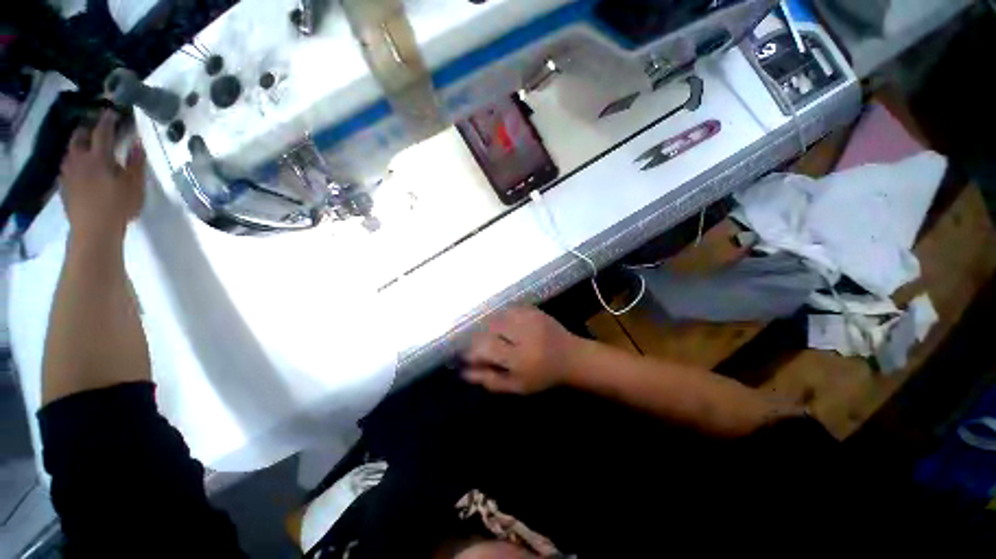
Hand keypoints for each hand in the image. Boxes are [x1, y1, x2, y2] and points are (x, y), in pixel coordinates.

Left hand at [60, 110, 144, 241]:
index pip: (103, 132)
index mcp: (99, 157)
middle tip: (96, 127)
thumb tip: (137, 143)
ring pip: (70, 150)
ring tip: (86, 145)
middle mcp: (80, 159)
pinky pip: (67, 165)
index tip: (112, 112)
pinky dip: (73, 160)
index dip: (108, 120)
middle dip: (87, 129)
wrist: (94, 230)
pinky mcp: (64, 184)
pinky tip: (79, 166)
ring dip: (78, 144)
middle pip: (79, 137)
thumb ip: (136, 163)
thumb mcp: (135, 185)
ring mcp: (69, 172)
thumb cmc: (119, 206)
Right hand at [462, 306, 582, 394]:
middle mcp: (524, 334)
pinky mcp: (535, 310)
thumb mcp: (517, 386)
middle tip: (478, 345)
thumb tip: (464, 373)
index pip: (487, 349)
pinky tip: (503, 324)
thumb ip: (491, 380)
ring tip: (491, 335)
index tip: (464, 356)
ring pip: (499, 316)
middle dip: (479, 337)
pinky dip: (502, 316)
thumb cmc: (543, 376)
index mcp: (520, 358)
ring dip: (490, 325)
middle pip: (490, 328)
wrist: (572, 357)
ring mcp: (530, 319)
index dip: (471, 351)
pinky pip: (510, 308)